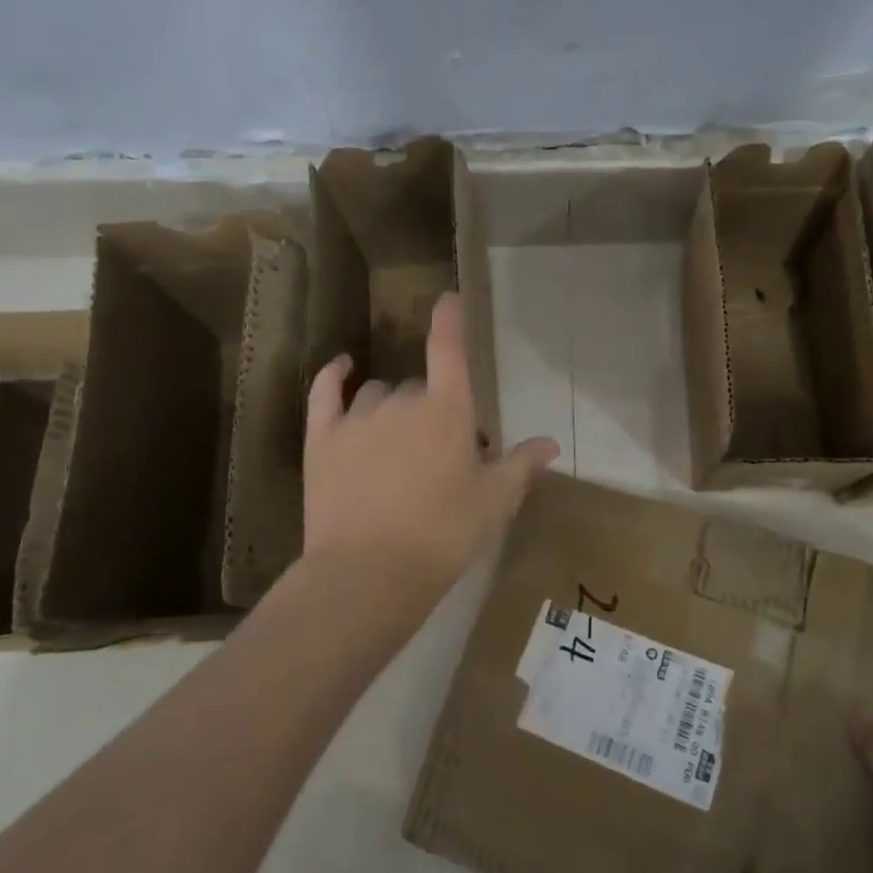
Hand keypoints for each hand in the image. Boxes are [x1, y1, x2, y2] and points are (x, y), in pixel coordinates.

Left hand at [300, 292, 558, 620]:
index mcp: (447, 410)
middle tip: (439, 454)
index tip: (448, 299)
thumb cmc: (443, 535)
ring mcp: (357, 417)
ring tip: (397, 445)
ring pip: (377, 394)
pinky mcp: (321, 438)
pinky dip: (335, 375)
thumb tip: (551, 444)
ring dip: (391, 407)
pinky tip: (343, 368)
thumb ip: (522, 466)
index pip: (449, 348)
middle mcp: (402, 401)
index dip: (449, 319)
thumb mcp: (494, 503)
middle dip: (431, 409)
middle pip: (418, 387)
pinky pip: (326, 391)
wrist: (369, 573)